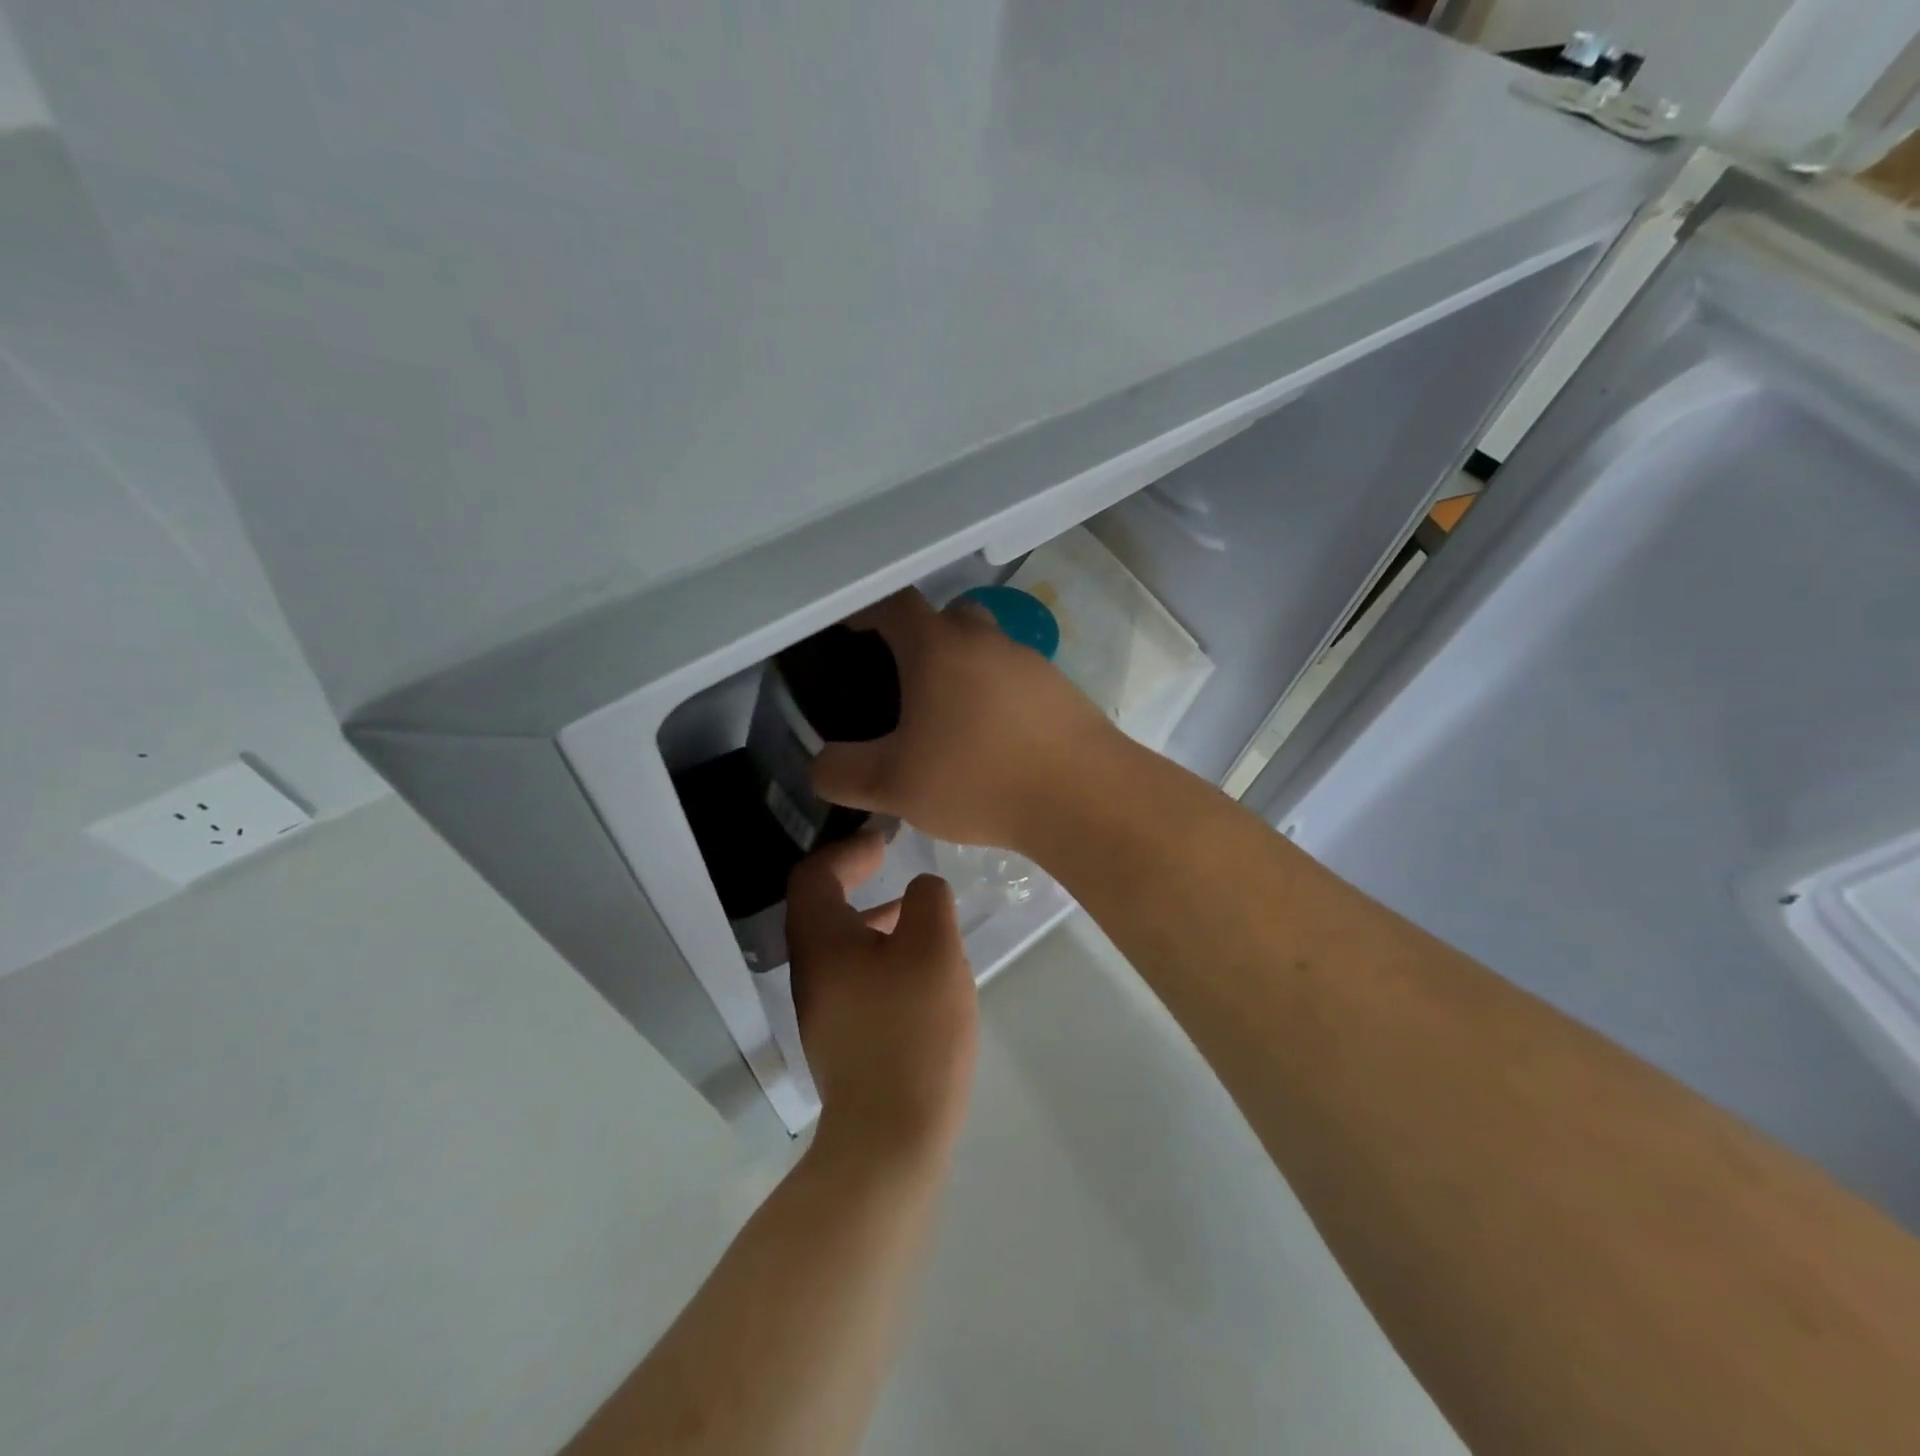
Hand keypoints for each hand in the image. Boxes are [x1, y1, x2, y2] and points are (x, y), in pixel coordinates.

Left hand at [787, 832, 977, 1155]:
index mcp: (822, 942)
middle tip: (891, 864)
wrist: (890, 1137)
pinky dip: (879, 953)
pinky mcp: (842, 1038)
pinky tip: (917, 969)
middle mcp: (811, 971)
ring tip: (915, 912)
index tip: (882, 841)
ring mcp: (822, 1009)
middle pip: (820, 908)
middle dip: (854, 879)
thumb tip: (921, 889)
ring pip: (839, 944)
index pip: (814, 876)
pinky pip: (854, 975)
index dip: (846, 850)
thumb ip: (928, 902)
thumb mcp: (933, 950)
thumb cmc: (912, 1030)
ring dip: (871, 918)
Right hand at [810, 589, 1121, 850]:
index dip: (866, 611)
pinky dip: (995, 696)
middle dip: (918, 639)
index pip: (893, 604)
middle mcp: (986, 639)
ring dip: (962, 669)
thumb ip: (841, 773)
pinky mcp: (1061, 690)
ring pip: (984, 648)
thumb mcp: (892, 786)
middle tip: (901, 682)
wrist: (1084, 797)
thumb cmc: (978, 779)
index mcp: (938, 647)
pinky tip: (993, 741)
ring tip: (947, 721)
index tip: (851, 631)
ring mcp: (1030, 662)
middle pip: (944, 618)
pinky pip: (1015, 679)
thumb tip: (821, 763)